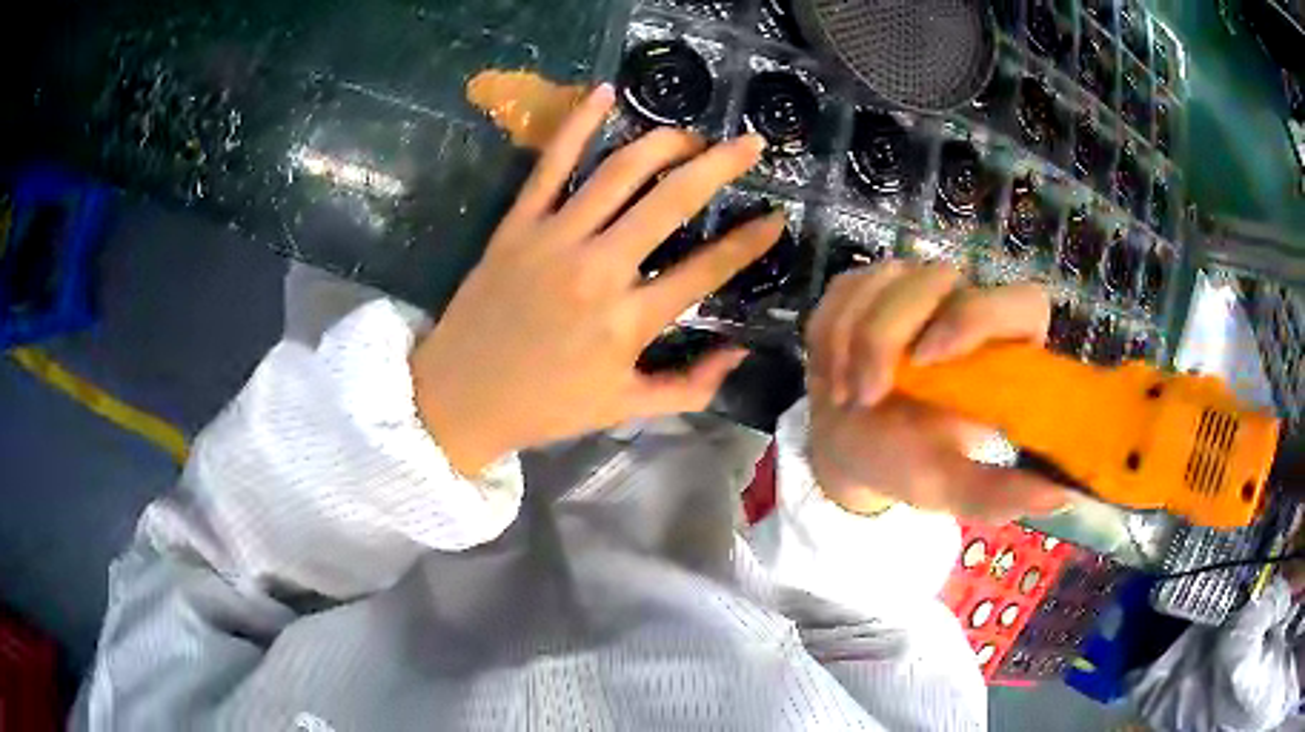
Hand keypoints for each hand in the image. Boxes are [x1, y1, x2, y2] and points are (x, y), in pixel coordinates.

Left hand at [411, 84, 785, 474]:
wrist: (460, 397)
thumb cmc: (545, 407)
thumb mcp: (624, 409)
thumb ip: (690, 387)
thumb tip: (739, 352)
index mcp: (629, 321)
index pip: (707, 269)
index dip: (750, 242)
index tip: (776, 218)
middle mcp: (599, 269)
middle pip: (672, 201)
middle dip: (719, 165)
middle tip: (748, 144)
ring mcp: (554, 239)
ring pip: (619, 172)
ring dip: (663, 143)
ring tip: (691, 134)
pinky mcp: (517, 224)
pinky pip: (550, 164)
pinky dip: (578, 123)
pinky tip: (605, 92)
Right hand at [805, 262, 1070, 522]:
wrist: (846, 451)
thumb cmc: (907, 464)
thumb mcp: (952, 487)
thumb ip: (1000, 493)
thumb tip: (1064, 496)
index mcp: (1005, 351)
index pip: (1022, 302)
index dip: (978, 317)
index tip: (929, 360)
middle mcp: (967, 308)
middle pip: (939, 278)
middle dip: (888, 334)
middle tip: (868, 394)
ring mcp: (916, 290)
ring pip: (887, 279)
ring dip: (853, 340)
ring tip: (849, 396)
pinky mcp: (871, 287)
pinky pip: (847, 288)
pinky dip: (830, 333)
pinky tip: (833, 374)